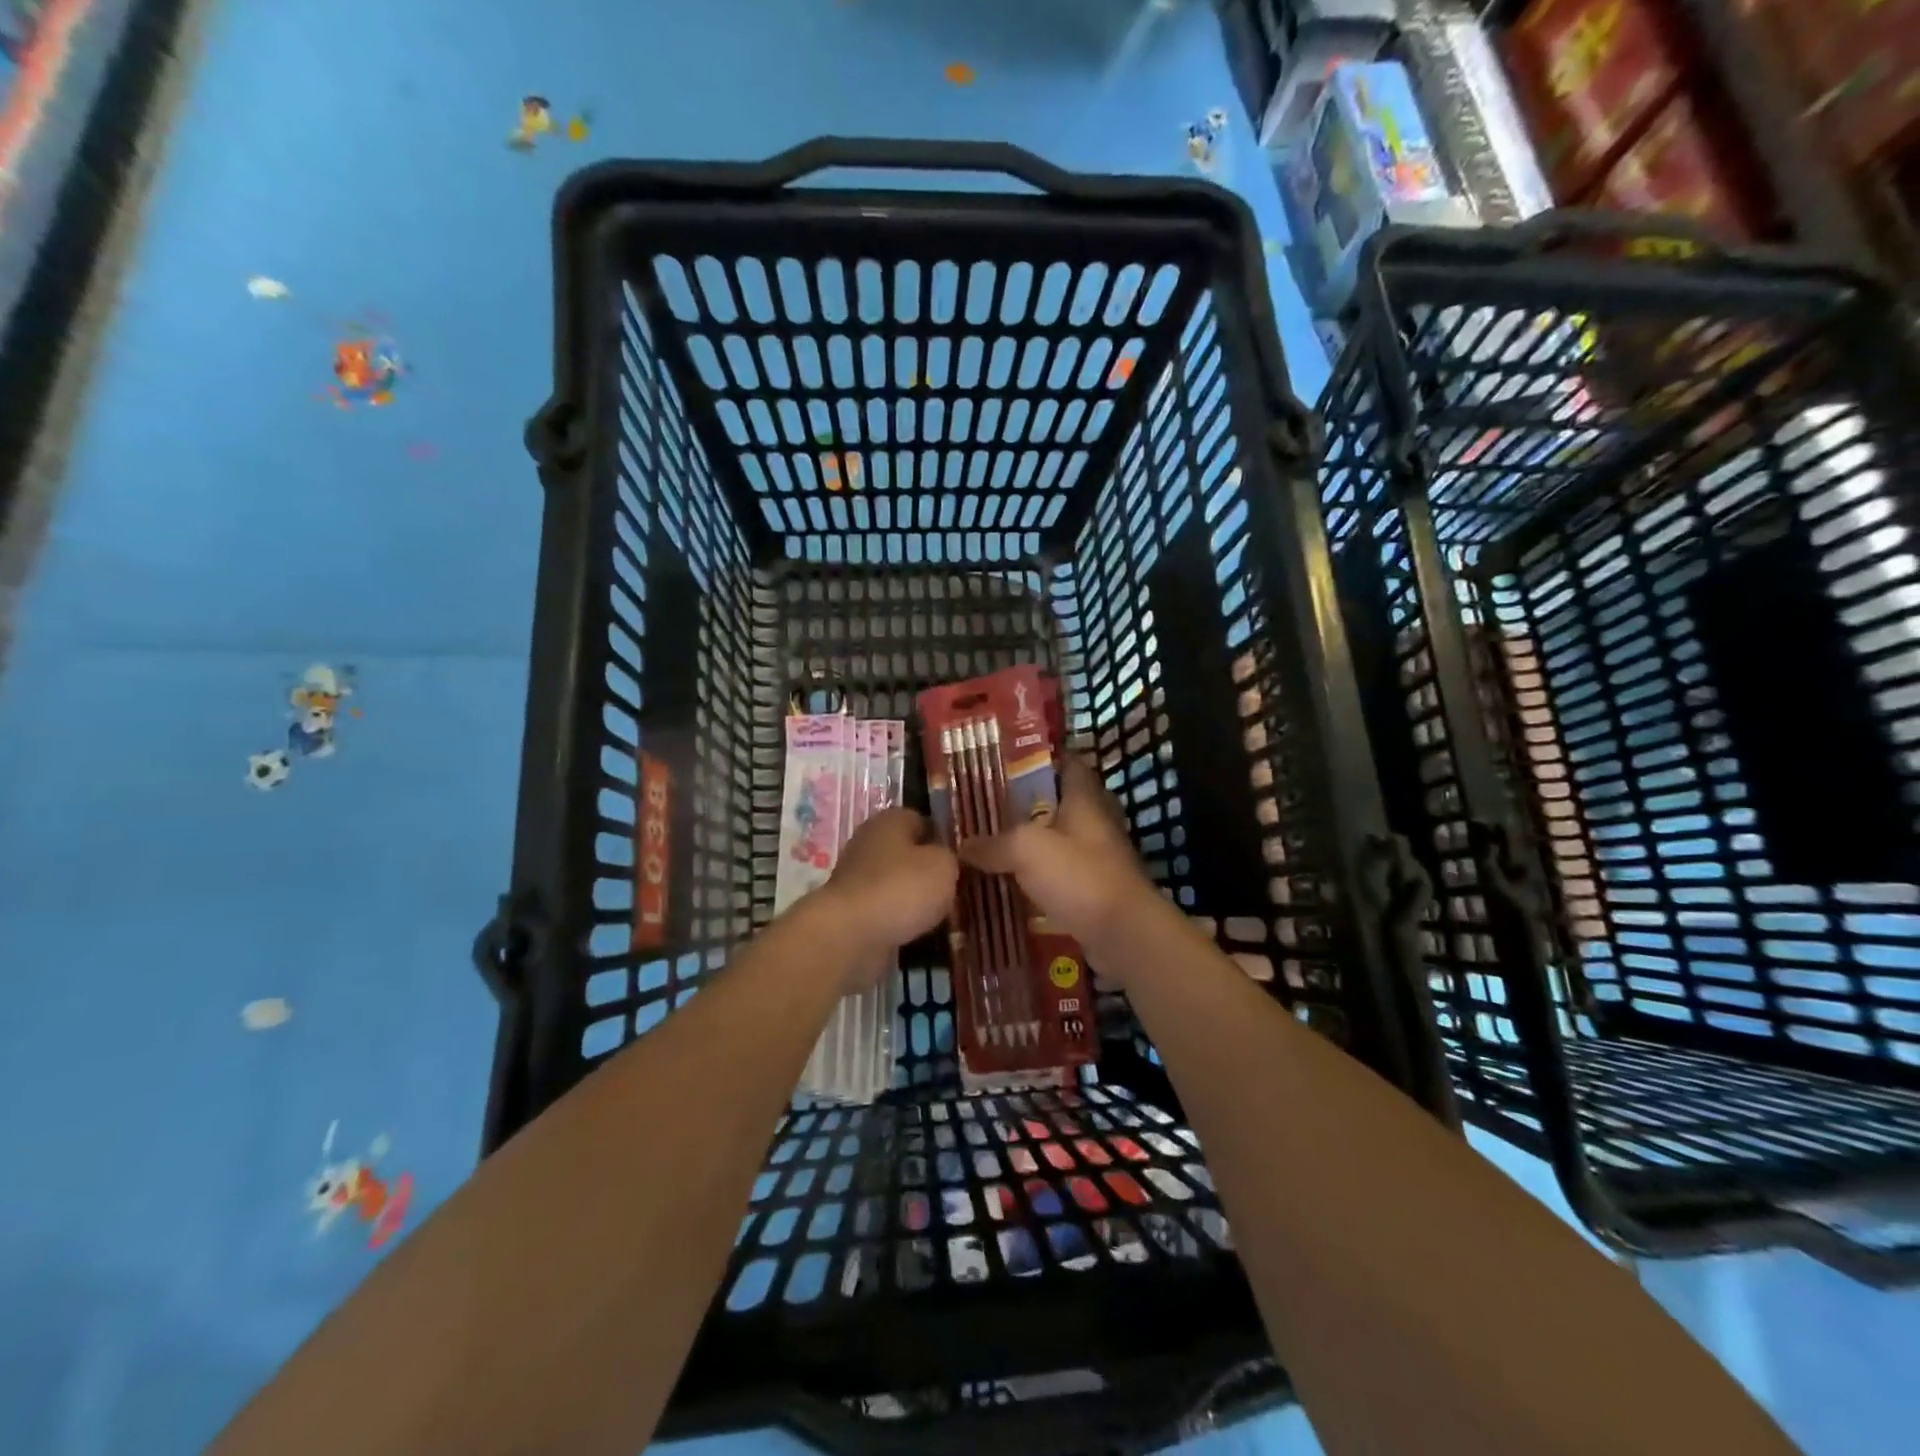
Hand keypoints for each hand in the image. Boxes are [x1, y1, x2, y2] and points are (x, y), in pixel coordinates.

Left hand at [812, 808, 957, 988]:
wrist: (850, 933)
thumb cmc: (902, 888)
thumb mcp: (944, 865)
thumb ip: (950, 857)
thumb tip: (943, 859)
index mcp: (891, 819)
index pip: (923, 820)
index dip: (943, 839)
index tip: (961, 861)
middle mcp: (869, 841)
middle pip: (907, 852)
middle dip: (927, 870)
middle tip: (952, 889)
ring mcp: (856, 875)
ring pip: (895, 881)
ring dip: (913, 896)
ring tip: (938, 914)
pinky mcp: (850, 907)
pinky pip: (883, 907)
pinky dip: (897, 917)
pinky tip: (914, 930)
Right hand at [958, 754, 1156, 959]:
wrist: (1123, 933)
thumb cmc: (1079, 876)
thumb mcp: (1026, 849)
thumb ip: (993, 844)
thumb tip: (962, 847)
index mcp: (1085, 798)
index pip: (1068, 762)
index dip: (1041, 757)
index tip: (1006, 761)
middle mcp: (1097, 820)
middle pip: (1061, 801)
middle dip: (1029, 803)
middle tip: (991, 806)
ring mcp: (1100, 855)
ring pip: (1061, 839)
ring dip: (1034, 841)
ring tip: (994, 843)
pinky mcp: (1096, 887)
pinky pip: (1063, 872)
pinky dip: (1041, 875)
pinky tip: (1013, 881)